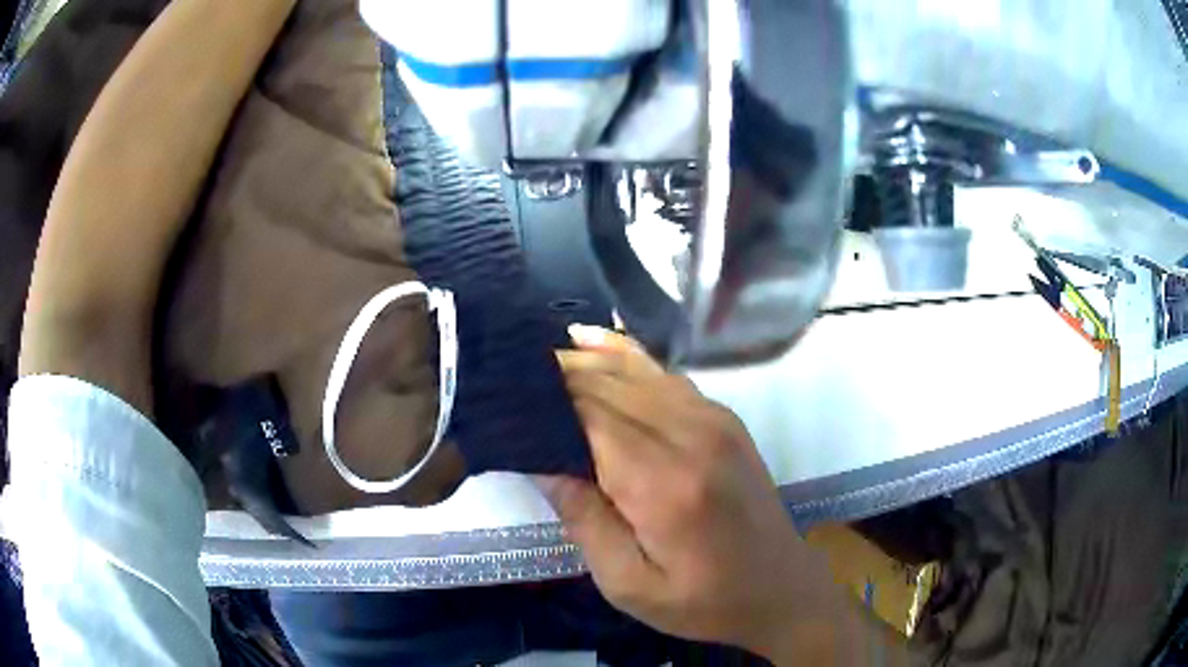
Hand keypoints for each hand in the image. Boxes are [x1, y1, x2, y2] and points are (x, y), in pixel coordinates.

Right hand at [540, 326, 866, 661]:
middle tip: (510, 376)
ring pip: (635, 371)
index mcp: (664, 483)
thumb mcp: (630, 585)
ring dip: (585, 362)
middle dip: (557, 375)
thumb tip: (541, 463)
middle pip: (608, 385)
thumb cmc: (703, 601)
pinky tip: (593, 344)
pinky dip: (625, 357)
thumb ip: (585, 521)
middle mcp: (691, 434)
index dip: (544, 398)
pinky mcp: (724, 418)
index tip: (503, 396)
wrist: (780, 588)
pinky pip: (664, 375)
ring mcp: (714, 419)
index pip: (588, 415)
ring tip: (538, 358)